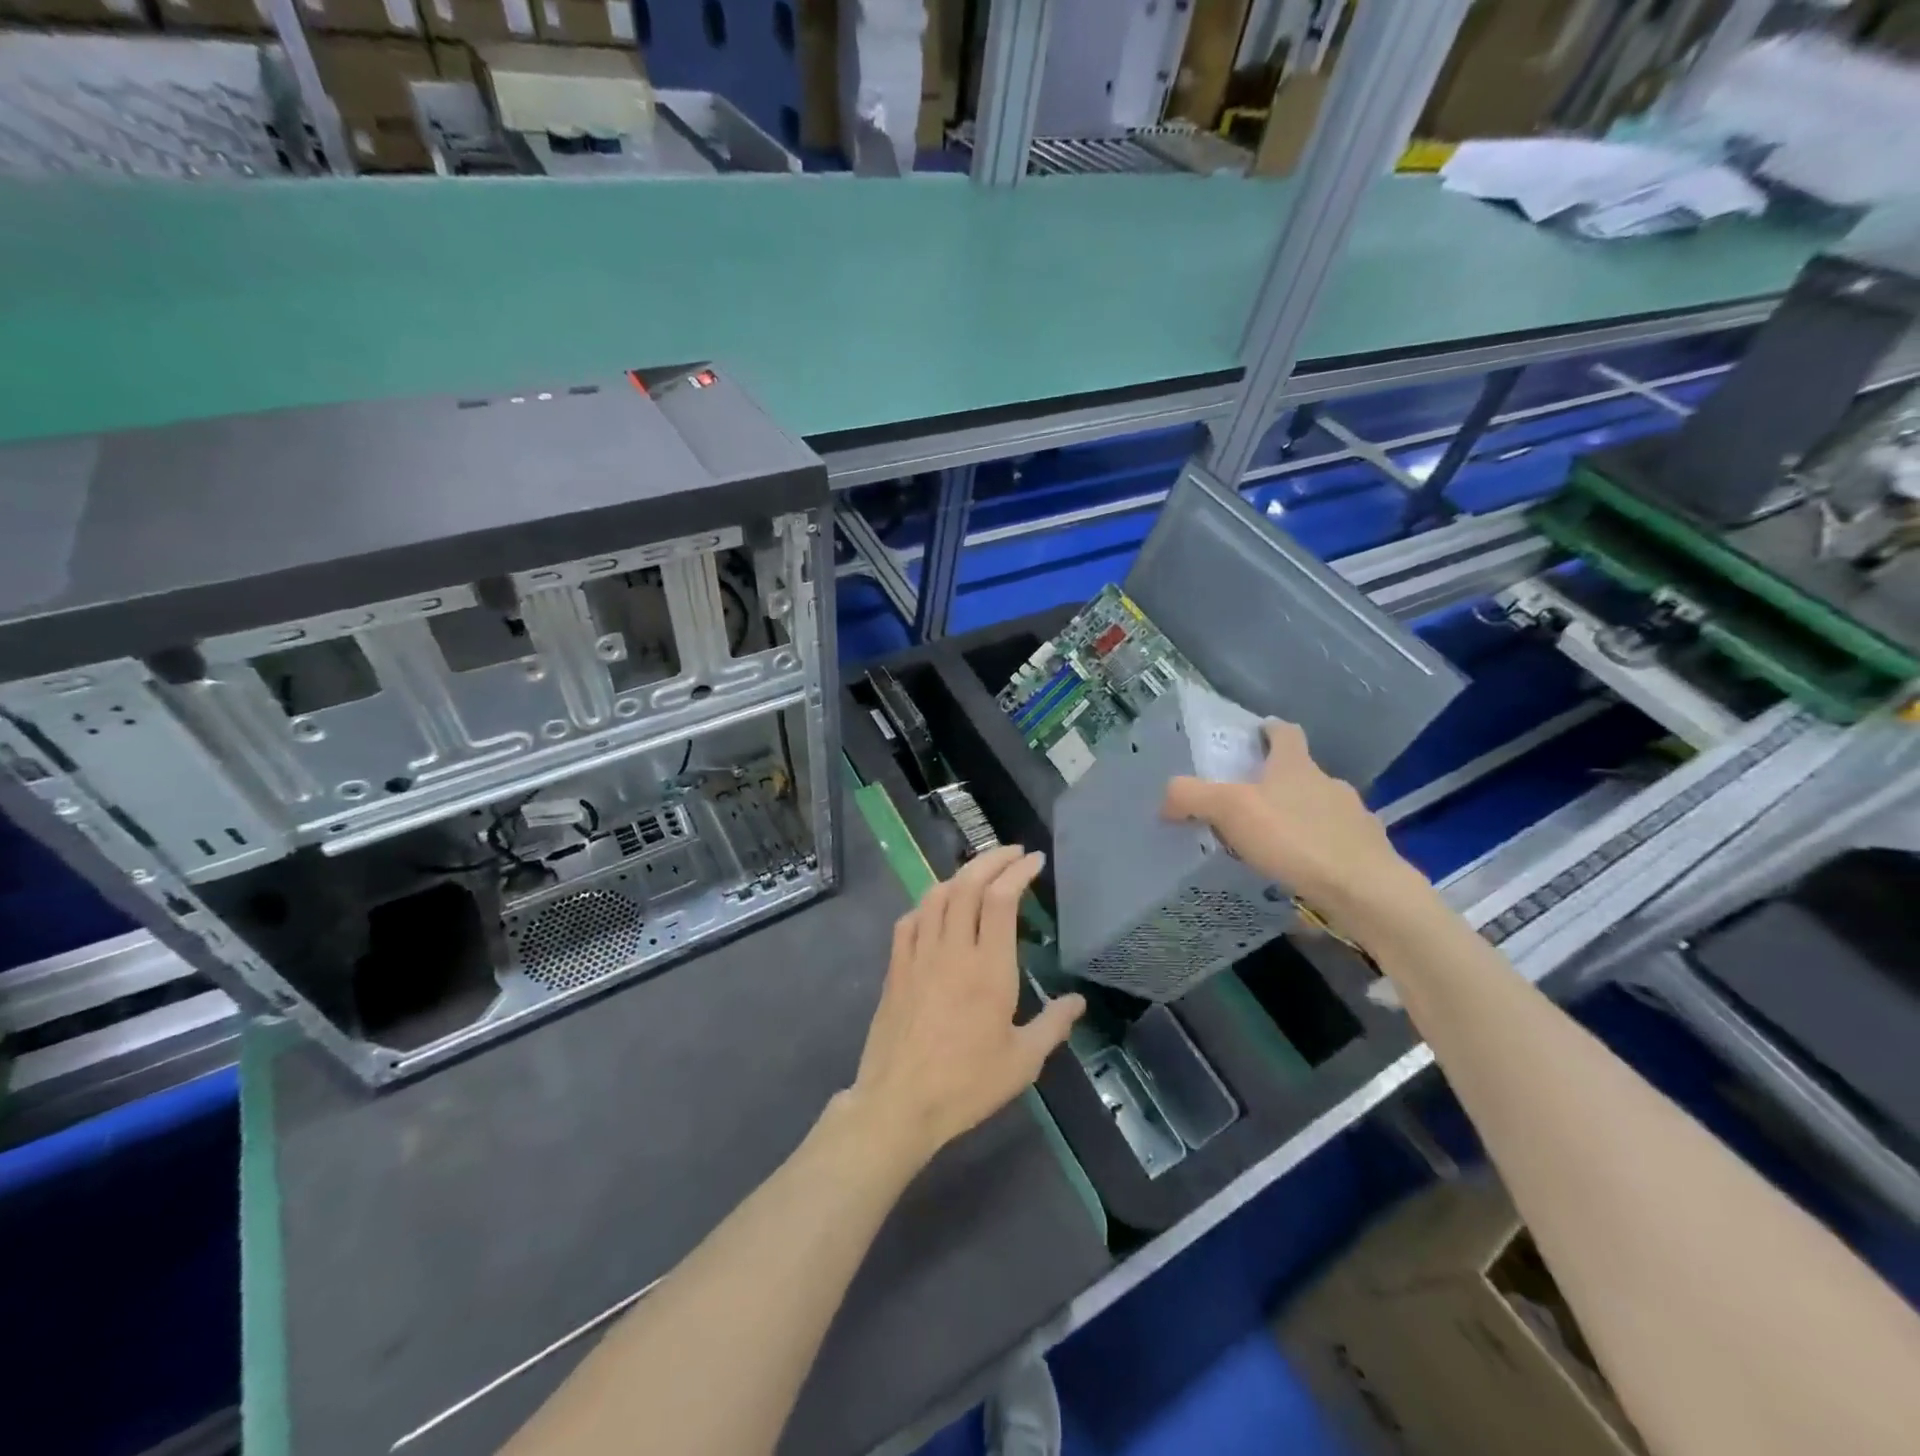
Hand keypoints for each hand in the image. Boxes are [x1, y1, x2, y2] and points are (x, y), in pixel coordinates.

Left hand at [847, 845, 1085, 1171]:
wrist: (899, 1102)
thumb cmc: (967, 1084)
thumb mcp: (1022, 1062)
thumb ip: (1053, 1026)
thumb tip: (1077, 1002)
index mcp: (989, 968)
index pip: (1001, 899)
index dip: (1018, 871)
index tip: (1034, 861)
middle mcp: (952, 950)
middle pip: (967, 885)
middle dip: (991, 860)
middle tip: (1012, 854)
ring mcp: (918, 955)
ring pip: (936, 895)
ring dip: (960, 875)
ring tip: (979, 874)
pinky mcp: (895, 967)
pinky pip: (910, 919)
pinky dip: (928, 904)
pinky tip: (937, 909)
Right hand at [1162, 719, 1429, 941]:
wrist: (1366, 892)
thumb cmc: (1296, 839)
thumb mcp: (1230, 810)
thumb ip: (1191, 797)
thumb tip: (1165, 799)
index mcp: (1297, 766)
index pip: (1285, 733)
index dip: (1269, 730)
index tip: (1256, 734)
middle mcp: (1329, 785)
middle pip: (1301, 774)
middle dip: (1277, 784)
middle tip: (1247, 805)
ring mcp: (1355, 820)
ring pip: (1319, 812)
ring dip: (1298, 822)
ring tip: (1272, 848)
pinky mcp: (1368, 856)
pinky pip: (1334, 848)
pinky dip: (1317, 856)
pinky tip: (1300, 877)